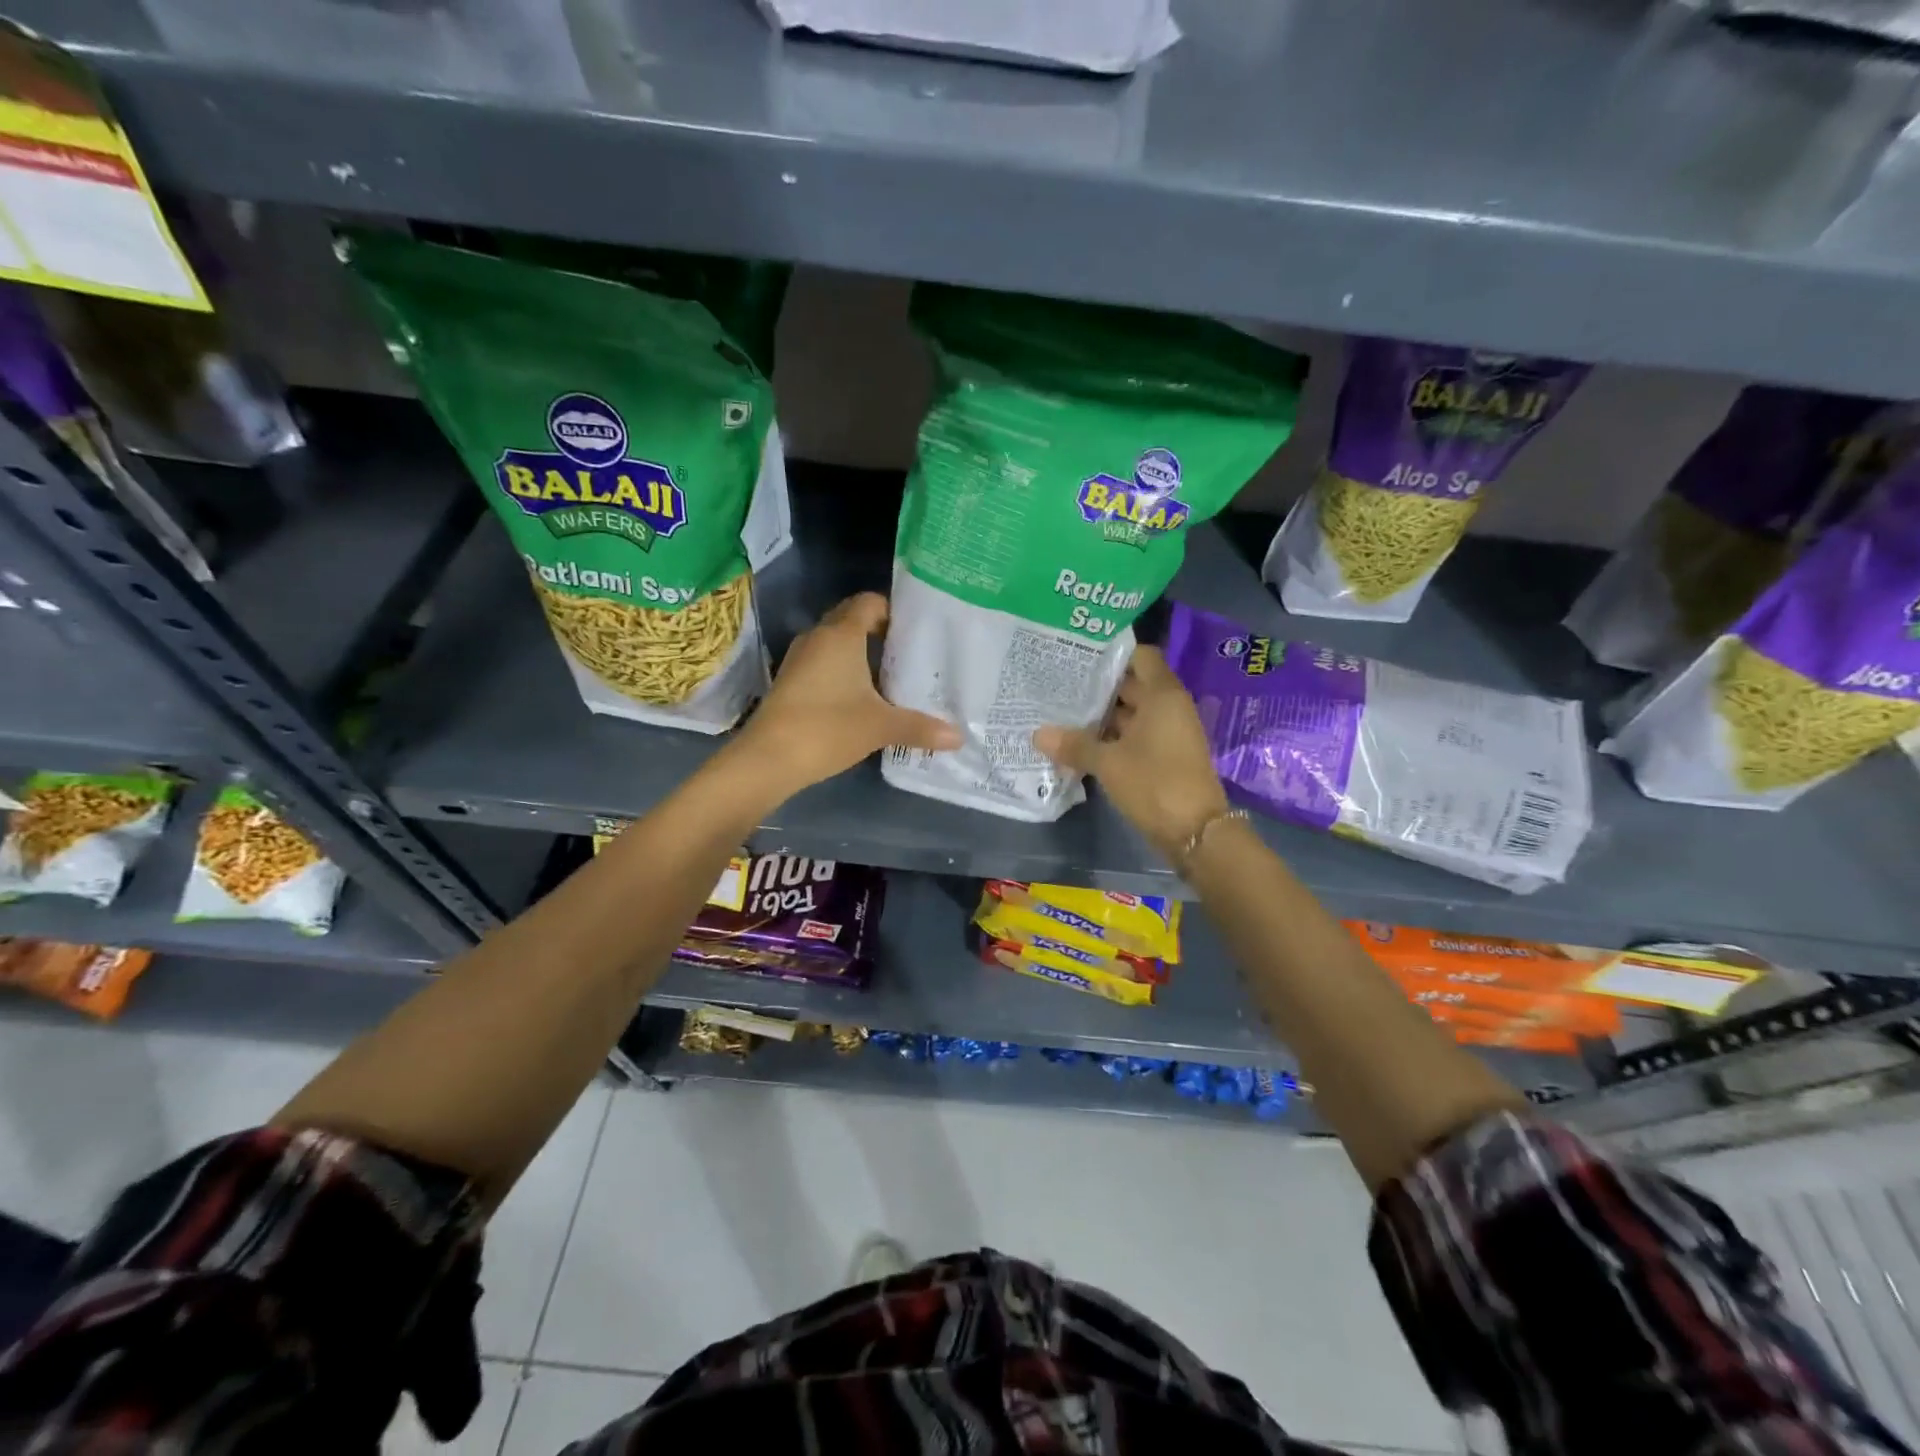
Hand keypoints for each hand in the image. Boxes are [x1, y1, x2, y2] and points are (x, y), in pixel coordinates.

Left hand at [725, 592, 960, 801]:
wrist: (768, 759)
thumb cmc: (828, 728)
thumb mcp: (881, 727)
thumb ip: (921, 727)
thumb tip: (958, 737)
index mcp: (841, 634)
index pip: (869, 602)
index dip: (893, 609)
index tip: (917, 629)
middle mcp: (818, 637)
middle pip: (851, 620)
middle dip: (880, 632)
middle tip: (911, 652)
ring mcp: (799, 659)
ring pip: (835, 643)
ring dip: (859, 654)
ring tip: (891, 675)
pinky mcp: (789, 681)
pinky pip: (822, 663)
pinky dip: (842, 671)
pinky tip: (861, 696)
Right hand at [1033, 646, 1228, 863]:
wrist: (1195, 832)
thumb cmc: (1154, 783)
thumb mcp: (1108, 763)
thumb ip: (1074, 745)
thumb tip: (1038, 733)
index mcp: (1162, 695)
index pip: (1140, 656)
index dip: (1112, 653)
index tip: (1079, 655)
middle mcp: (1169, 707)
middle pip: (1132, 685)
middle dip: (1098, 686)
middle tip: (1058, 683)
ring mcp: (1168, 733)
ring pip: (1131, 713)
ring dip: (1102, 715)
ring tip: (1061, 711)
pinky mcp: (1164, 756)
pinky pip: (1134, 735)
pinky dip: (1111, 737)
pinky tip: (1079, 742)